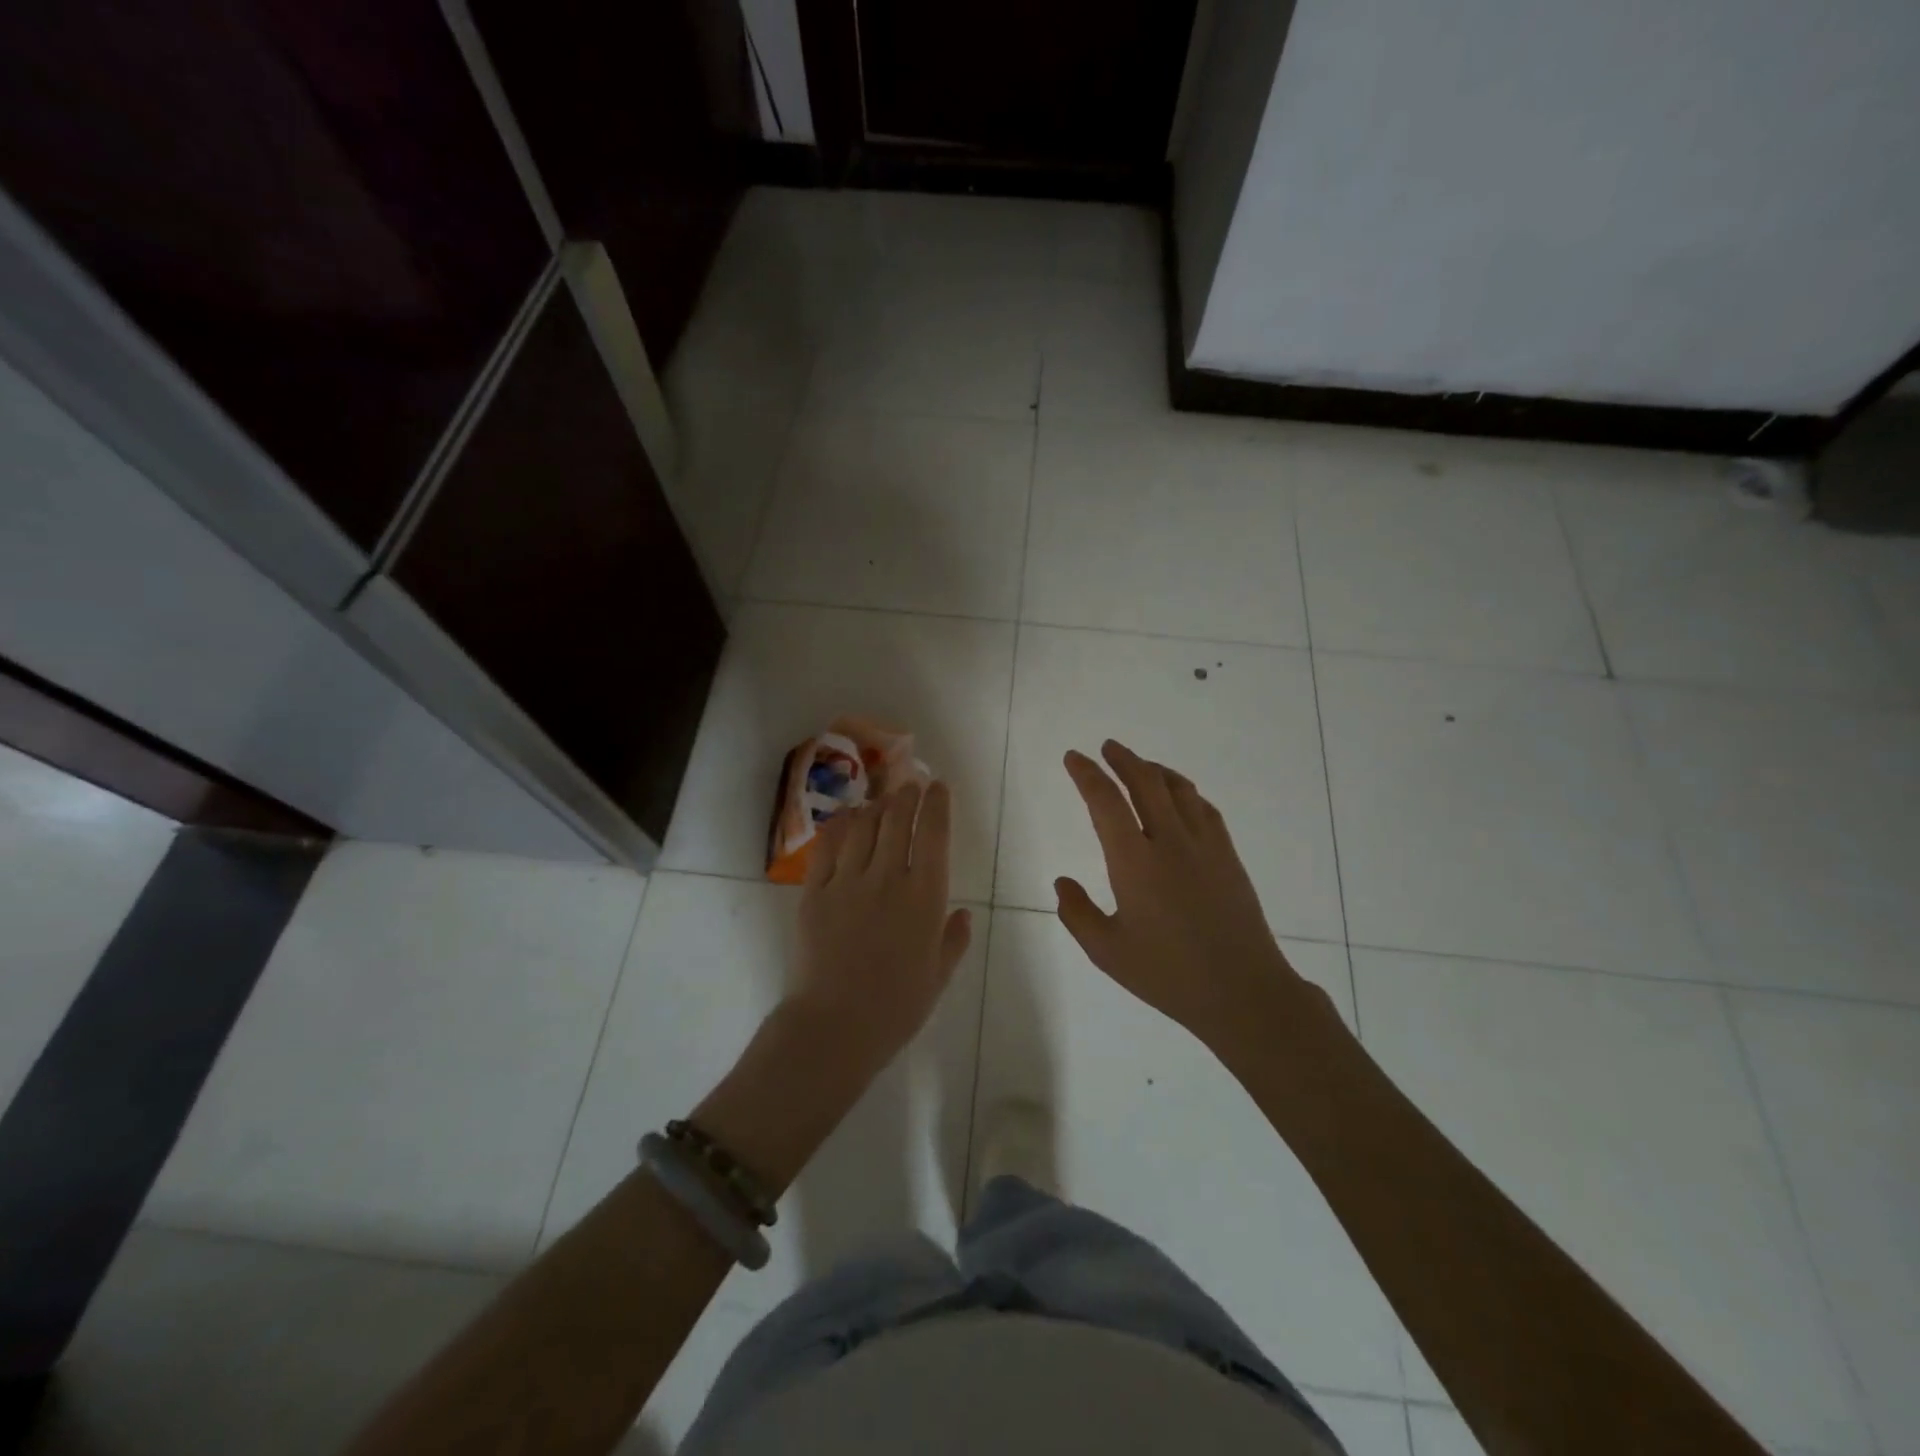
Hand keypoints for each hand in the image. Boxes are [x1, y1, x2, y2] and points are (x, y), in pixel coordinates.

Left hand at [790, 781, 971, 1083]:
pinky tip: (846, 818)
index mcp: (924, 897)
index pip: (933, 835)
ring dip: (876, 805)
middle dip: (907, 795)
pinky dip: (839, 825)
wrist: (834, 1027)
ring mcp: (847, 882)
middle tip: (911, 784)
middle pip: (897, 820)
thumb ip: (954, 940)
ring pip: (863, 826)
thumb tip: (964, 913)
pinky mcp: (815, 892)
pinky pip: (827, 847)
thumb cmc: (896, 1008)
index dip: (937, 804)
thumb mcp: (938, 977)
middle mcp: (887, 878)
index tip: (938, 786)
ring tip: (882, 798)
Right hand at [1055, 741, 1342, 1060]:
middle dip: (1123, 759)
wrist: (1243, 992)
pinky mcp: (1228, 856)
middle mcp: (1170, 842)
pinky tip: (1180, 797)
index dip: (1087, 774)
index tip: (1074, 757)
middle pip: (1145, 782)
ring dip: (1154, 770)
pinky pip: (1204, 808)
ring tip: (1140, 765)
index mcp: (1134, 862)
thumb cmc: (1168, 975)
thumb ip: (1077, 914)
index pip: (1105, 801)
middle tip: (1107, 747)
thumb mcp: (1107, 952)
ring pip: (1178, 789)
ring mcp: (1205, 846)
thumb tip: (1062, 883)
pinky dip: (1185, 791)